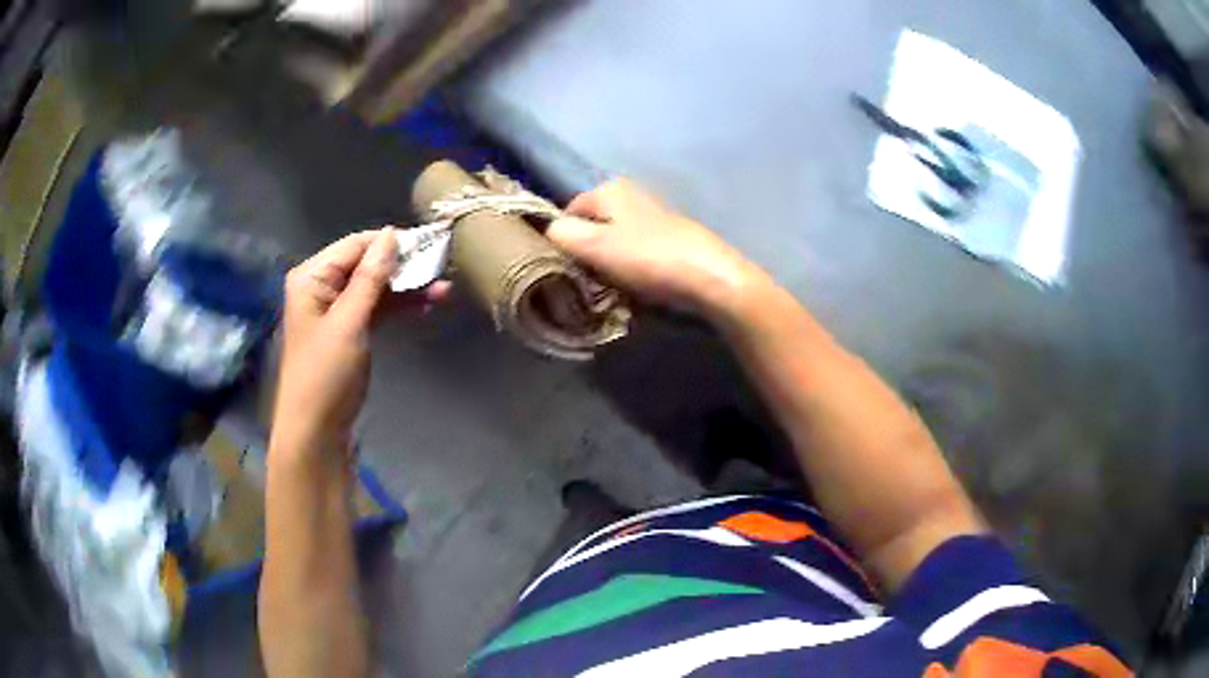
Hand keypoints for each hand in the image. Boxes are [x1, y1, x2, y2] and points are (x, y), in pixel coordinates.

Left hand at [272, 227, 449, 461]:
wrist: (316, 430)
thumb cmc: (325, 373)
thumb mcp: (349, 322)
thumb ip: (370, 277)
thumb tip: (391, 234)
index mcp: (312, 277)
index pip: (355, 246)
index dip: (390, 243)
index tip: (429, 242)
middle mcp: (322, 287)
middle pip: (367, 264)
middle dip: (402, 266)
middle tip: (440, 265)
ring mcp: (337, 310)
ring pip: (376, 287)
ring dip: (406, 287)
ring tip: (443, 288)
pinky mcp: (350, 330)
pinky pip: (377, 308)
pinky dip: (399, 306)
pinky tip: (426, 304)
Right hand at [546, 179, 766, 317]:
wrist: (710, 277)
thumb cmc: (649, 257)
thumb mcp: (595, 245)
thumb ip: (561, 235)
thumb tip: (546, 232)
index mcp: (609, 189)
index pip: (566, 212)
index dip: (560, 241)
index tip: (562, 269)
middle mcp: (630, 196)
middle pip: (591, 228)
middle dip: (585, 255)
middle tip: (584, 282)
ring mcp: (652, 218)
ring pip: (612, 243)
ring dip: (607, 266)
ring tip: (610, 288)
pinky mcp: (668, 240)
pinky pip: (635, 254)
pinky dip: (630, 270)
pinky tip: (635, 287)